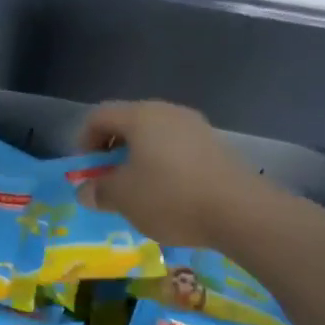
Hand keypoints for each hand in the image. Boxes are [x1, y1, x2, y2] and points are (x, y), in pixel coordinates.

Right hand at [76, 100, 270, 246]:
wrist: (239, 211)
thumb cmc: (170, 197)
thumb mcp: (123, 198)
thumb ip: (98, 191)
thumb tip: (86, 191)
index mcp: (141, 116)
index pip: (99, 115)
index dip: (84, 140)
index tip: (86, 171)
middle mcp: (169, 112)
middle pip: (129, 123)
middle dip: (112, 151)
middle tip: (108, 180)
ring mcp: (196, 128)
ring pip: (154, 137)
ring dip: (138, 160)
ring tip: (138, 191)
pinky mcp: (215, 147)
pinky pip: (177, 149)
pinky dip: (163, 166)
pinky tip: (168, 195)